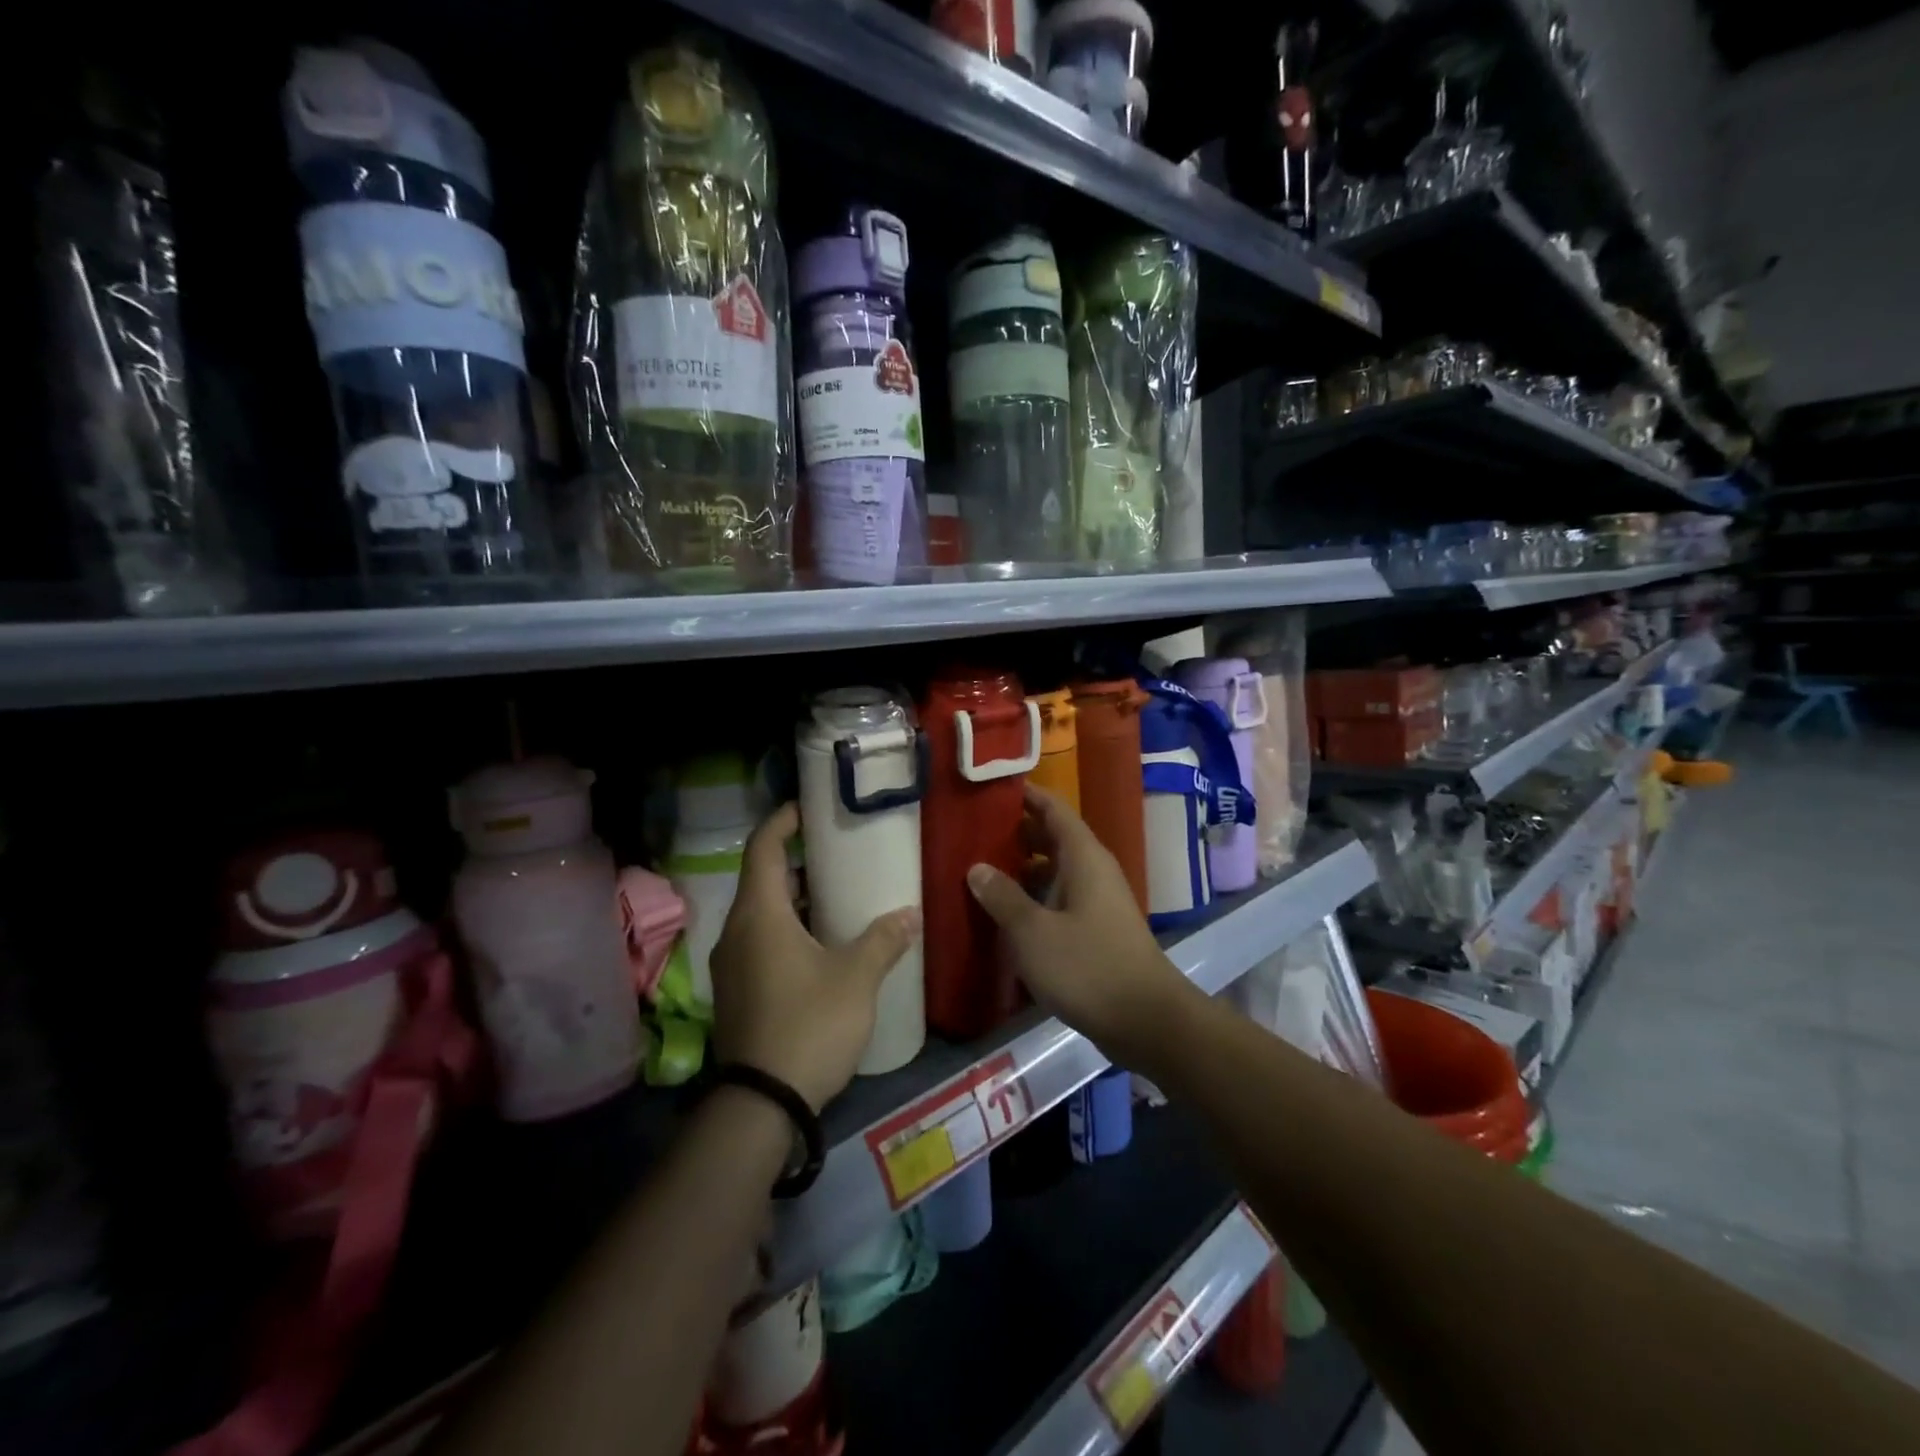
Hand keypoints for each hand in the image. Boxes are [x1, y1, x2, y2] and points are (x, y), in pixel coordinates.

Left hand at [709, 803, 920, 1110]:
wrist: (762, 1104)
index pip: (763, 848)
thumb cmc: (809, 1025)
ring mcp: (733, 964)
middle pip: (763, 879)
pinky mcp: (738, 991)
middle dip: (798, 861)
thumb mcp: (855, 979)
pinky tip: (824, 943)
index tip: (809, 807)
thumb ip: (883, 940)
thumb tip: (909, 915)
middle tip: (839, 852)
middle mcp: (738, 932)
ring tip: (839, 894)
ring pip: (764, 914)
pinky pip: (762, 941)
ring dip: (796, 899)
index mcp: (760, 915)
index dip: (783, 821)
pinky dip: (789, 929)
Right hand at [966, 784, 1197, 1066]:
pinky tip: (1009, 915)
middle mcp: (1094, 870)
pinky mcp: (1099, 930)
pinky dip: (1037, 898)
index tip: (991, 790)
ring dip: (1024, 869)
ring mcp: (1099, 901)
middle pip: (1054, 838)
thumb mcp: (1032, 932)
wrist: (1145, 1020)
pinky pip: (1062, 899)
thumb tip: (977, 867)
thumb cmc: (1087, 966)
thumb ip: (1002, 897)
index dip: (1026, 796)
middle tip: (975, 834)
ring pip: (1057, 871)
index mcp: (1083, 857)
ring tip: (983, 873)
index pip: (1054, 809)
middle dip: (1017, 834)